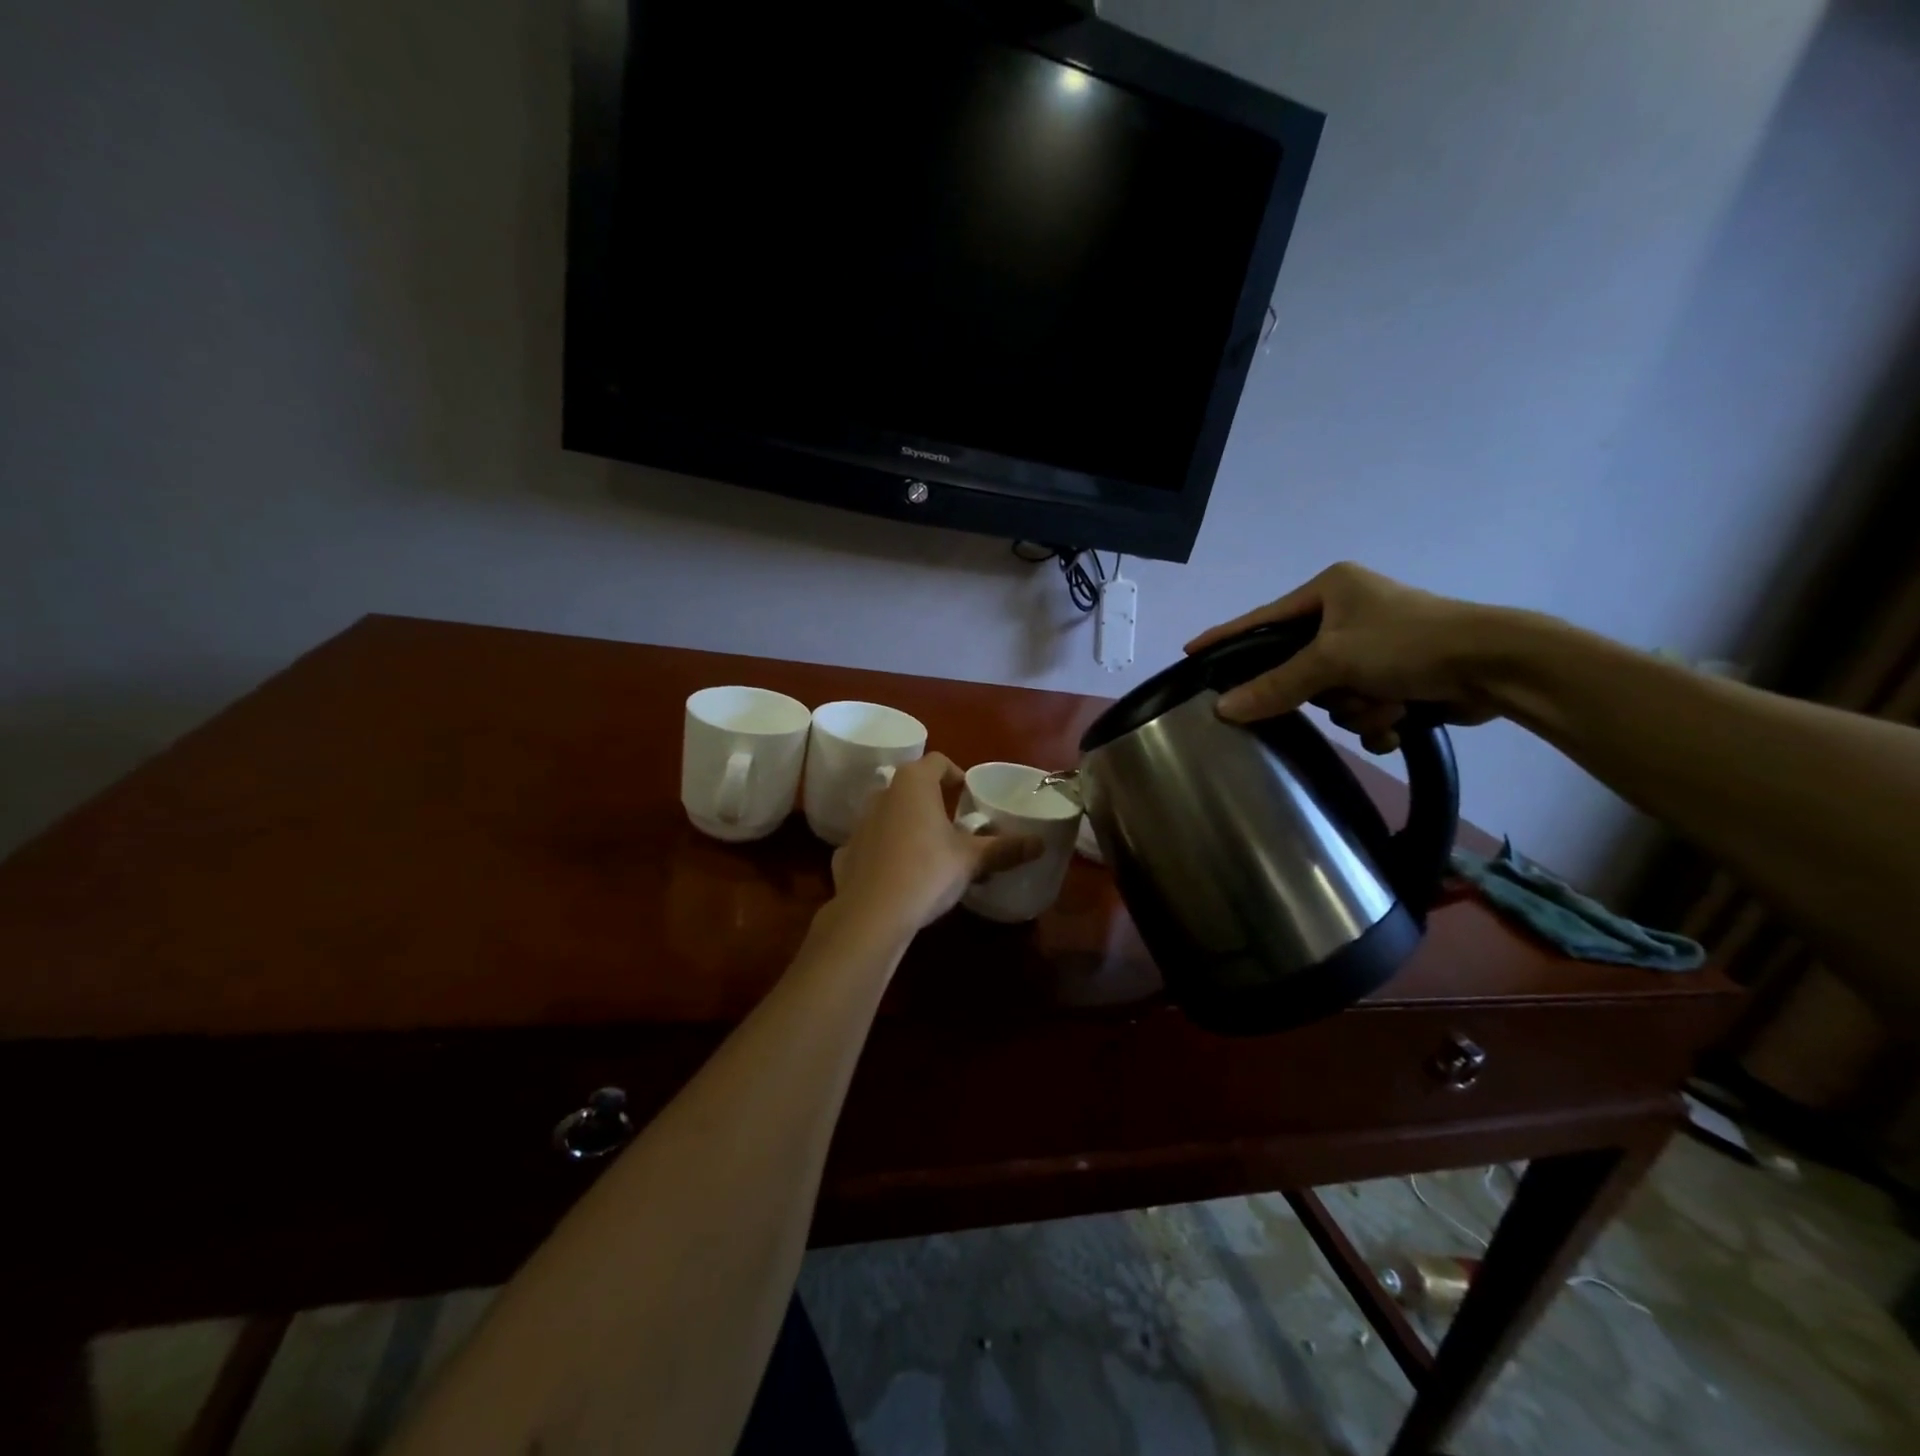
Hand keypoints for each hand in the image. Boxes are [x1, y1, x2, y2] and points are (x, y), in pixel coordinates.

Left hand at [830, 753, 1043, 936]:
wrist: (870, 914)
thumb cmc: (927, 871)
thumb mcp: (971, 860)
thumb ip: (1005, 848)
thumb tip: (1040, 843)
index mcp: (913, 784)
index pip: (937, 762)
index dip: (955, 773)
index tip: (968, 793)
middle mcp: (882, 794)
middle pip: (911, 787)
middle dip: (932, 801)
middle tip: (953, 824)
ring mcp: (859, 823)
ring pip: (890, 814)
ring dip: (908, 824)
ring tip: (929, 850)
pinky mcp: (846, 852)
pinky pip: (873, 843)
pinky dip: (887, 851)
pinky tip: (900, 874)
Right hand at [1184, 562, 1506, 752]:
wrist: (1497, 667)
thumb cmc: (1408, 643)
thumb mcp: (1333, 660)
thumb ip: (1275, 685)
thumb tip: (1222, 710)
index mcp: (1331, 589)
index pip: (1262, 618)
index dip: (1227, 637)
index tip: (1191, 651)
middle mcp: (1349, 614)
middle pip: (1300, 667)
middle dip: (1326, 690)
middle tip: (1342, 690)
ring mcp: (1375, 647)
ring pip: (1333, 696)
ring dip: (1360, 708)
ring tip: (1391, 702)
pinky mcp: (1399, 676)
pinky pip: (1362, 708)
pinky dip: (1380, 719)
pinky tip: (1403, 717)